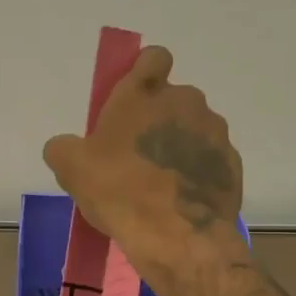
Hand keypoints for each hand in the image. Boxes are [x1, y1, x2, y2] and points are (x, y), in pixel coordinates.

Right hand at [42, 45, 247, 281]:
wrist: (177, 238)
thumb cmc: (120, 191)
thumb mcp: (72, 169)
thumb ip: (63, 147)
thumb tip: (65, 147)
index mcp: (145, 92)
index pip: (153, 58)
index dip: (143, 72)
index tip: (133, 99)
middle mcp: (186, 102)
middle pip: (173, 100)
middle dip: (158, 120)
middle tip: (136, 154)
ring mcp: (215, 132)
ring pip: (194, 130)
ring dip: (178, 146)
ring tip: (160, 183)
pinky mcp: (232, 164)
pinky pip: (210, 160)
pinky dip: (197, 173)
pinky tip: (180, 199)